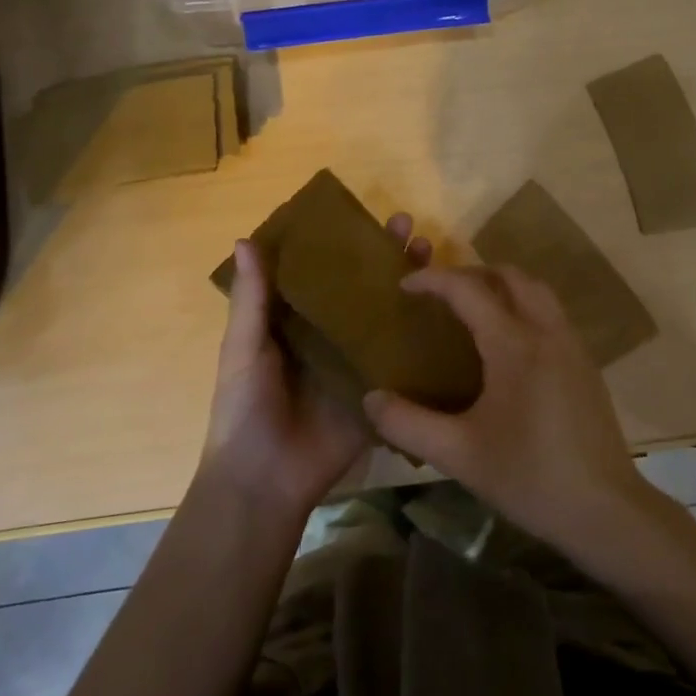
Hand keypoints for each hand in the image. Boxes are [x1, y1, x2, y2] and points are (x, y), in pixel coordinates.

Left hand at [202, 213, 432, 521]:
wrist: (265, 479)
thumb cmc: (245, 407)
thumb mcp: (244, 347)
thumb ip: (251, 299)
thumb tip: (245, 239)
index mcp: (294, 323)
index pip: (322, 274)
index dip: (342, 245)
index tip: (364, 216)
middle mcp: (329, 336)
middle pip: (361, 290)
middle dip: (383, 258)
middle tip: (408, 227)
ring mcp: (356, 363)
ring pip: (386, 318)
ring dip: (408, 288)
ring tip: (431, 253)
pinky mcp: (378, 391)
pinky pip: (402, 360)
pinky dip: (423, 337)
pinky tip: (451, 311)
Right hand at [361, 265, 649, 550]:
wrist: (606, 510)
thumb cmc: (530, 478)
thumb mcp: (459, 455)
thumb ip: (408, 424)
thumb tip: (370, 398)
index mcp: (514, 345)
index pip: (468, 290)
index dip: (433, 280)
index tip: (404, 285)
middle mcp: (547, 332)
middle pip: (510, 276)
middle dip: (471, 274)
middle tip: (440, 294)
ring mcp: (572, 346)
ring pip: (537, 291)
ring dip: (502, 286)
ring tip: (472, 310)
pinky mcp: (586, 365)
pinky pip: (551, 314)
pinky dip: (523, 306)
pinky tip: (507, 345)